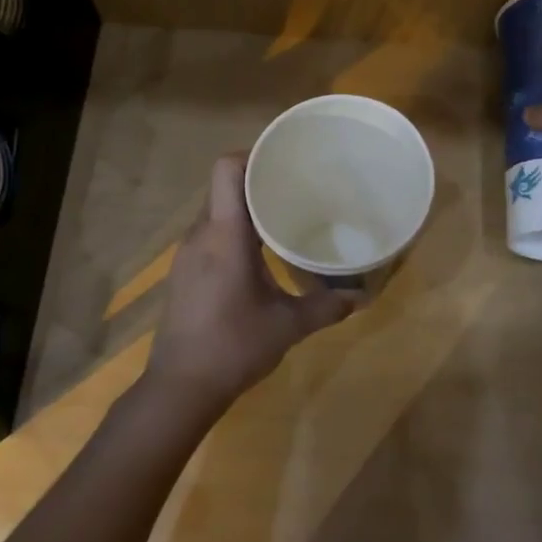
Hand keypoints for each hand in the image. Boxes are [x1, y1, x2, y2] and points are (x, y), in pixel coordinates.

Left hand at [145, 154, 353, 413]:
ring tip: (281, 215)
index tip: (284, 159)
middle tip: (295, 186)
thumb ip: (326, 307)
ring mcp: (187, 254)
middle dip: (257, 180)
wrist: (179, 388)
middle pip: (224, 187)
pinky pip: (209, 233)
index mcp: (225, 235)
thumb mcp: (287, 327)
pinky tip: (257, 252)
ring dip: (245, 207)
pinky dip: (233, 230)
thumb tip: (362, 296)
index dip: (252, 154)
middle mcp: (201, 235)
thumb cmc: (234, 347)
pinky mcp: (183, 272)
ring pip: (216, 211)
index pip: (227, 169)